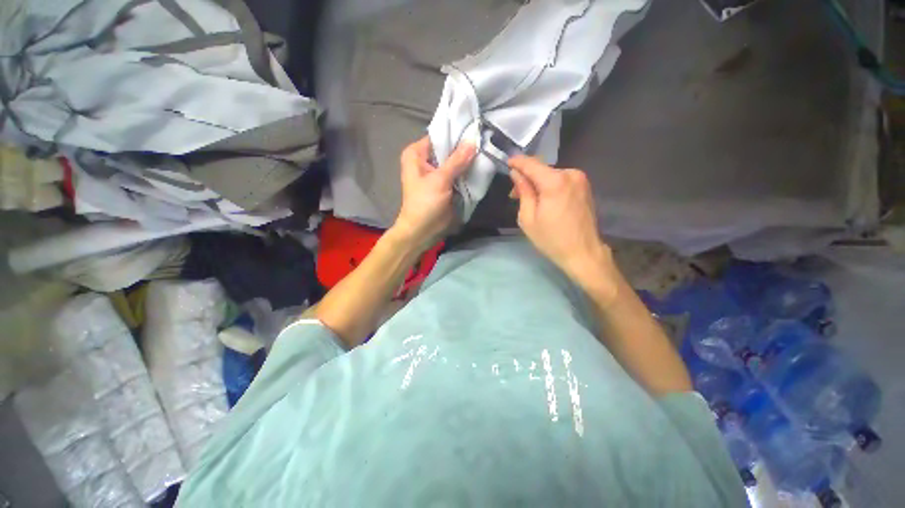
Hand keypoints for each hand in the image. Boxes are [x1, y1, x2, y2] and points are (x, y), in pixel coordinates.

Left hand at [393, 137, 476, 248]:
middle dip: (465, 148)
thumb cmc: (425, 203)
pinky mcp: (445, 185)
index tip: (476, 130)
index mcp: (416, 154)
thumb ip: (457, 161)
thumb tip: (473, 141)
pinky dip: (467, 173)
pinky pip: (457, 174)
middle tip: (485, 140)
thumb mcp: (440, 180)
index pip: (439, 136)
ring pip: (454, 162)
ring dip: (468, 161)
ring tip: (486, 151)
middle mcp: (425, 160)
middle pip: (448, 149)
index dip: (456, 133)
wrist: (422, 231)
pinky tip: (481, 167)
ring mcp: (436, 173)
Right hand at [509, 156, 614, 288]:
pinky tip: (545, 200)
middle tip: (515, 194)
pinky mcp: (585, 187)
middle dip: (527, 178)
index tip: (507, 162)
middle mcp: (570, 174)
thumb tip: (517, 174)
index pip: (531, 164)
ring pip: (552, 175)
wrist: (583, 253)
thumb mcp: (528, 218)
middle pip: (542, 169)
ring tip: (530, 200)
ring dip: (538, 183)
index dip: (518, 162)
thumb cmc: (551, 239)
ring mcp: (581, 180)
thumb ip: (523, 192)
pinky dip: (550, 186)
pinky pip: (562, 180)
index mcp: (555, 182)